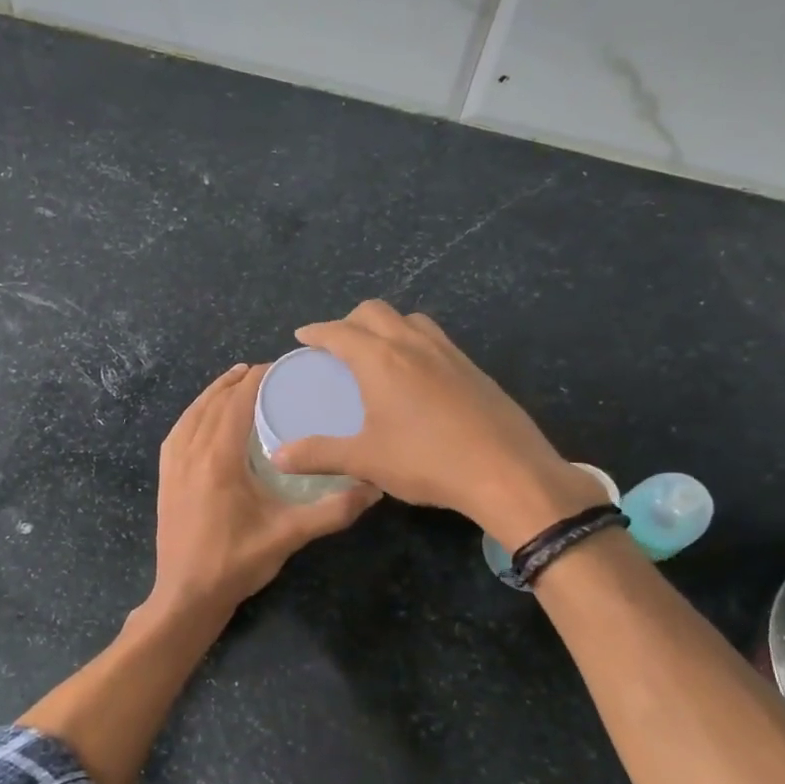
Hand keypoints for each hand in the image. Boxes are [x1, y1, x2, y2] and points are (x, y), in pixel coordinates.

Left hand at [150, 362, 378, 620]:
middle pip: (213, 402)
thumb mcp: (289, 535)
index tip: (281, 367)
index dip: (257, 379)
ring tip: (236, 381)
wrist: (186, 596)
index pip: (237, 402)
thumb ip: (332, 510)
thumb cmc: (236, 563)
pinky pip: (177, 432)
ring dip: (213, 393)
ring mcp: (173, 465)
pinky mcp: (165, 478)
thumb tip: (375, 487)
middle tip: (267, 372)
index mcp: (218, 458)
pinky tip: (203, 417)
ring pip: (192, 414)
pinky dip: (193, 414)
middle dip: (238, 381)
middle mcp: (191, 452)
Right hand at [269, 301, 605, 548]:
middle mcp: (413, 345)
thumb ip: (319, 454)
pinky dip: (414, 342)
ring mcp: (448, 353)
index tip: (302, 336)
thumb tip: (278, 456)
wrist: (506, 471)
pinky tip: (417, 376)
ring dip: (386, 326)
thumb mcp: (365, 460)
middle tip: (337, 345)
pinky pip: (435, 339)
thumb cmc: (427, 461)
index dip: (316, 331)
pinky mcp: (473, 368)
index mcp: (381, 360)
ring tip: (377, 353)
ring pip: (410, 320)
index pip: (339, 332)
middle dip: (349, 321)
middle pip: (375, 312)